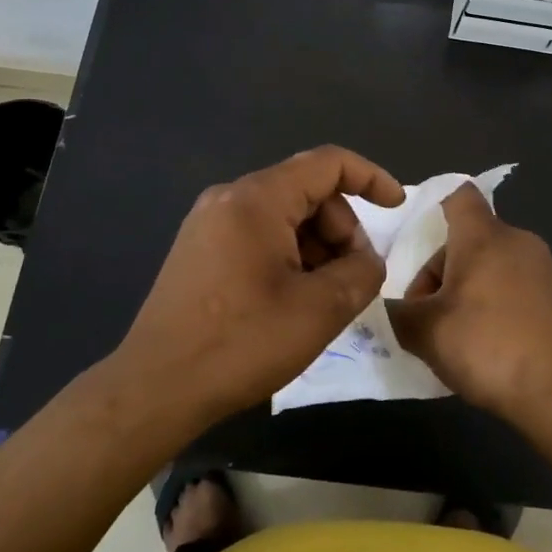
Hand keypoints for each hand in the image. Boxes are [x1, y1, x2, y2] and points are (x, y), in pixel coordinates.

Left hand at [113, 146, 404, 428]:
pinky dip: (287, 255)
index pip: (327, 163)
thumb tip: (366, 260)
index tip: (397, 207)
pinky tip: (290, 299)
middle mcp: (229, 197)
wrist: (154, 388)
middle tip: (352, 278)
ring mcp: (208, 222)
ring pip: (282, 215)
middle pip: (306, 190)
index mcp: (257, 199)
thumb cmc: (241, 343)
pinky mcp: (198, 249)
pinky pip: (257, 234)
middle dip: (340, 228)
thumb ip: (360, 273)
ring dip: (315, 246)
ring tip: (321, 297)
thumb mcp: (319, 310)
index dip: (371, 177)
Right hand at [388, 186, 551, 477]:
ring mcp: (543, 270)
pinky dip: (493, 307)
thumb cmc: (489, 347)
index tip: (414, 240)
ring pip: (489, 266)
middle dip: (440, 272)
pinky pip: (512, 288)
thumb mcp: (426, 333)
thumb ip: (397, 314)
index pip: (457, 195)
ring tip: (453, 337)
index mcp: (483, 236)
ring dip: (465, 292)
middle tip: (425, 314)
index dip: (433, 207)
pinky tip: (486, 348)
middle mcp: (516, 241)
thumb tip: (388, 307)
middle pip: (467, 239)